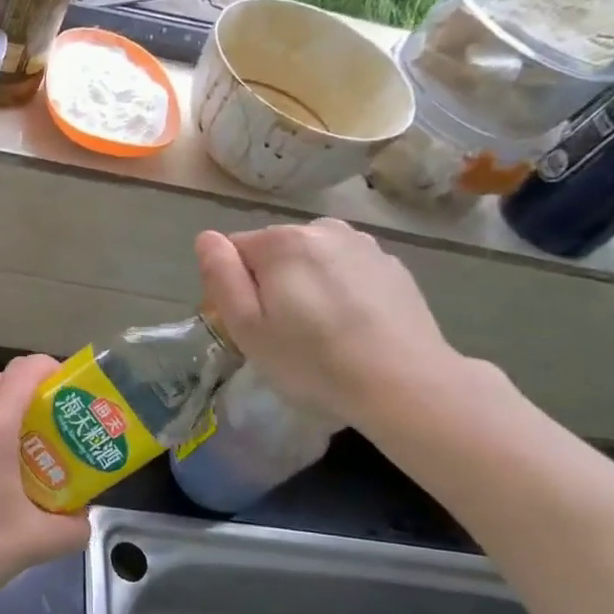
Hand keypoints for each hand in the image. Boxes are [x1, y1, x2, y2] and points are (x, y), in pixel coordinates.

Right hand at [195, 219, 463, 425]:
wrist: (405, 385)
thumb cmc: (313, 361)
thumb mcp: (247, 327)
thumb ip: (221, 276)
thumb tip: (207, 239)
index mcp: (281, 241)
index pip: (234, 250)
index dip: (232, 287)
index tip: (248, 324)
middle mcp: (322, 228)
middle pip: (274, 250)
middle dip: (270, 281)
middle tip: (282, 332)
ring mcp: (364, 245)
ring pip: (313, 258)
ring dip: (306, 282)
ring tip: (320, 329)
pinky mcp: (393, 266)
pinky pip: (347, 270)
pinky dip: (341, 289)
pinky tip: (352, 326)